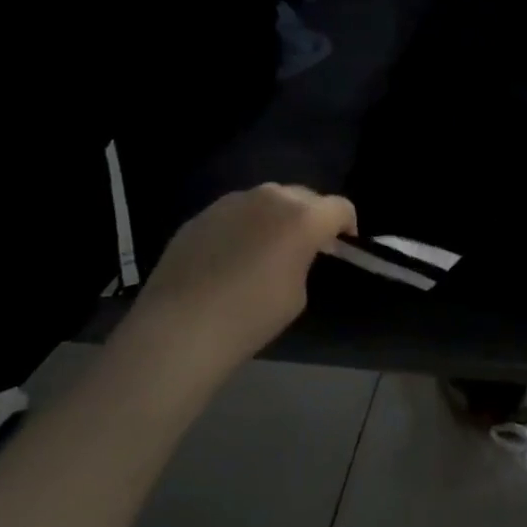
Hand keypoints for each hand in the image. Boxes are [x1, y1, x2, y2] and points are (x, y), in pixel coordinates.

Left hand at [122, 184, 356, 379]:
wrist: (179, 329)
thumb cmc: (251, 316)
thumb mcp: (298, 292)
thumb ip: (304, 260)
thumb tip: (295, 252)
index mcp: (303, 217)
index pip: (340, 207)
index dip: (346, 226)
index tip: (341, 248)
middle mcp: (269, 198)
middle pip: (304, 196)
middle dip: (311, 217)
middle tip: (306, 247)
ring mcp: (230, 203)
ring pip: (267, 200)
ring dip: (276, 217)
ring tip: (267, 249)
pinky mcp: (200, 215)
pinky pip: (235, 213)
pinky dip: (244, 226)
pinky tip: (231, 257)